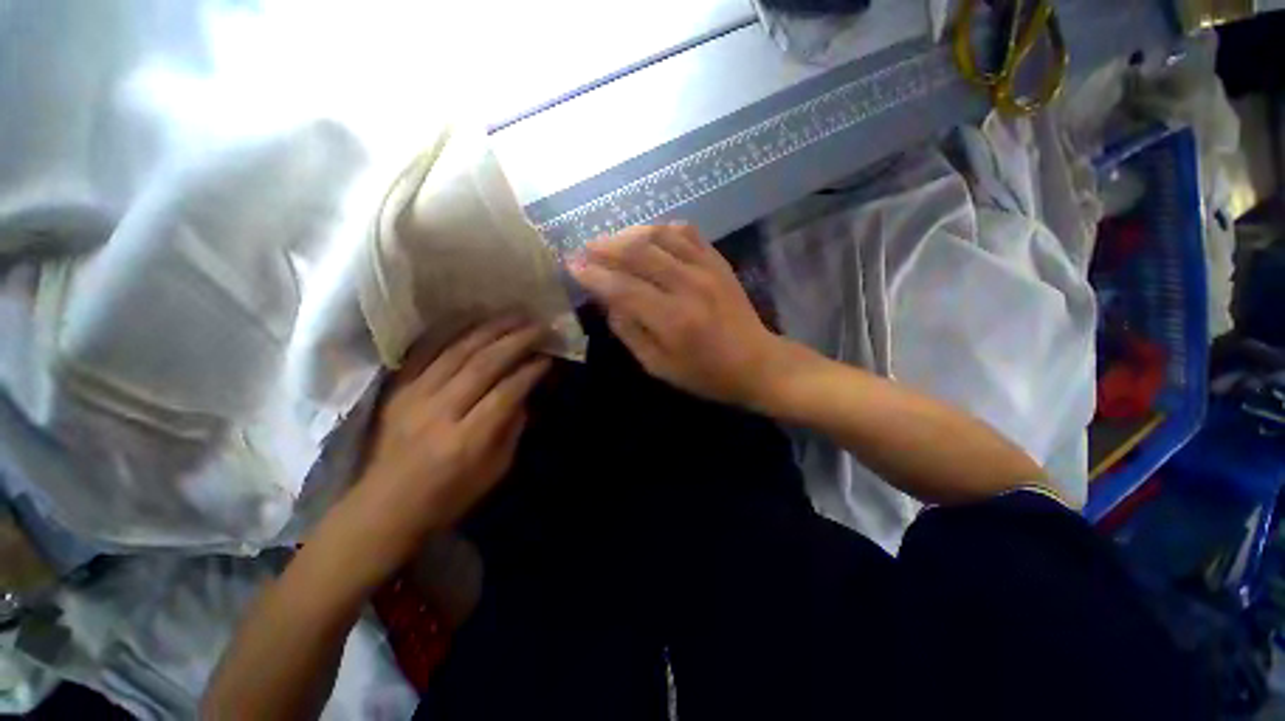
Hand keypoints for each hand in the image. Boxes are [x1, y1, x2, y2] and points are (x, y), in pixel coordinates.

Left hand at [342, 318, 551, 576]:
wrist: (385, 506)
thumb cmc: (449, 495)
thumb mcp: (495, 470)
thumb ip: (513, 428)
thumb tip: (525, 392)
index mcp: (467, 440)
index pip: (506, 393)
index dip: (530, 371)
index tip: (548, 357)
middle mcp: (440, 412)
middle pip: (483, 365)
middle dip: (516, 341)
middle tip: (538, 326)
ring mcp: (414, 397)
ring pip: (456, 351)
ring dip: (489, 329)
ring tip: (513, 316)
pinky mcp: (398, 390)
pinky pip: (425, 352)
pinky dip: (451, 332)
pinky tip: (471, 321)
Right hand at [569, 224, 787, 407]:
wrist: (757, 363)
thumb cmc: (705, 374)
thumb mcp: (659, 367)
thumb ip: (630, 332)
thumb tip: (608, 301)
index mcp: (672, 319)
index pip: (622, 287)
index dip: (593, 274)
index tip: (572, 265)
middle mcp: (688, 286)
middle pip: (639, 253)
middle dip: (606, 247)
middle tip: (586, 248)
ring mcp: (707, 269)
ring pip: (661, 235)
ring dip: (630, 234)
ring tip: (612, 241)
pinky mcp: (719, 261)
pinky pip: (688, 232)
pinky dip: (663, 229)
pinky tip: (650, 236)